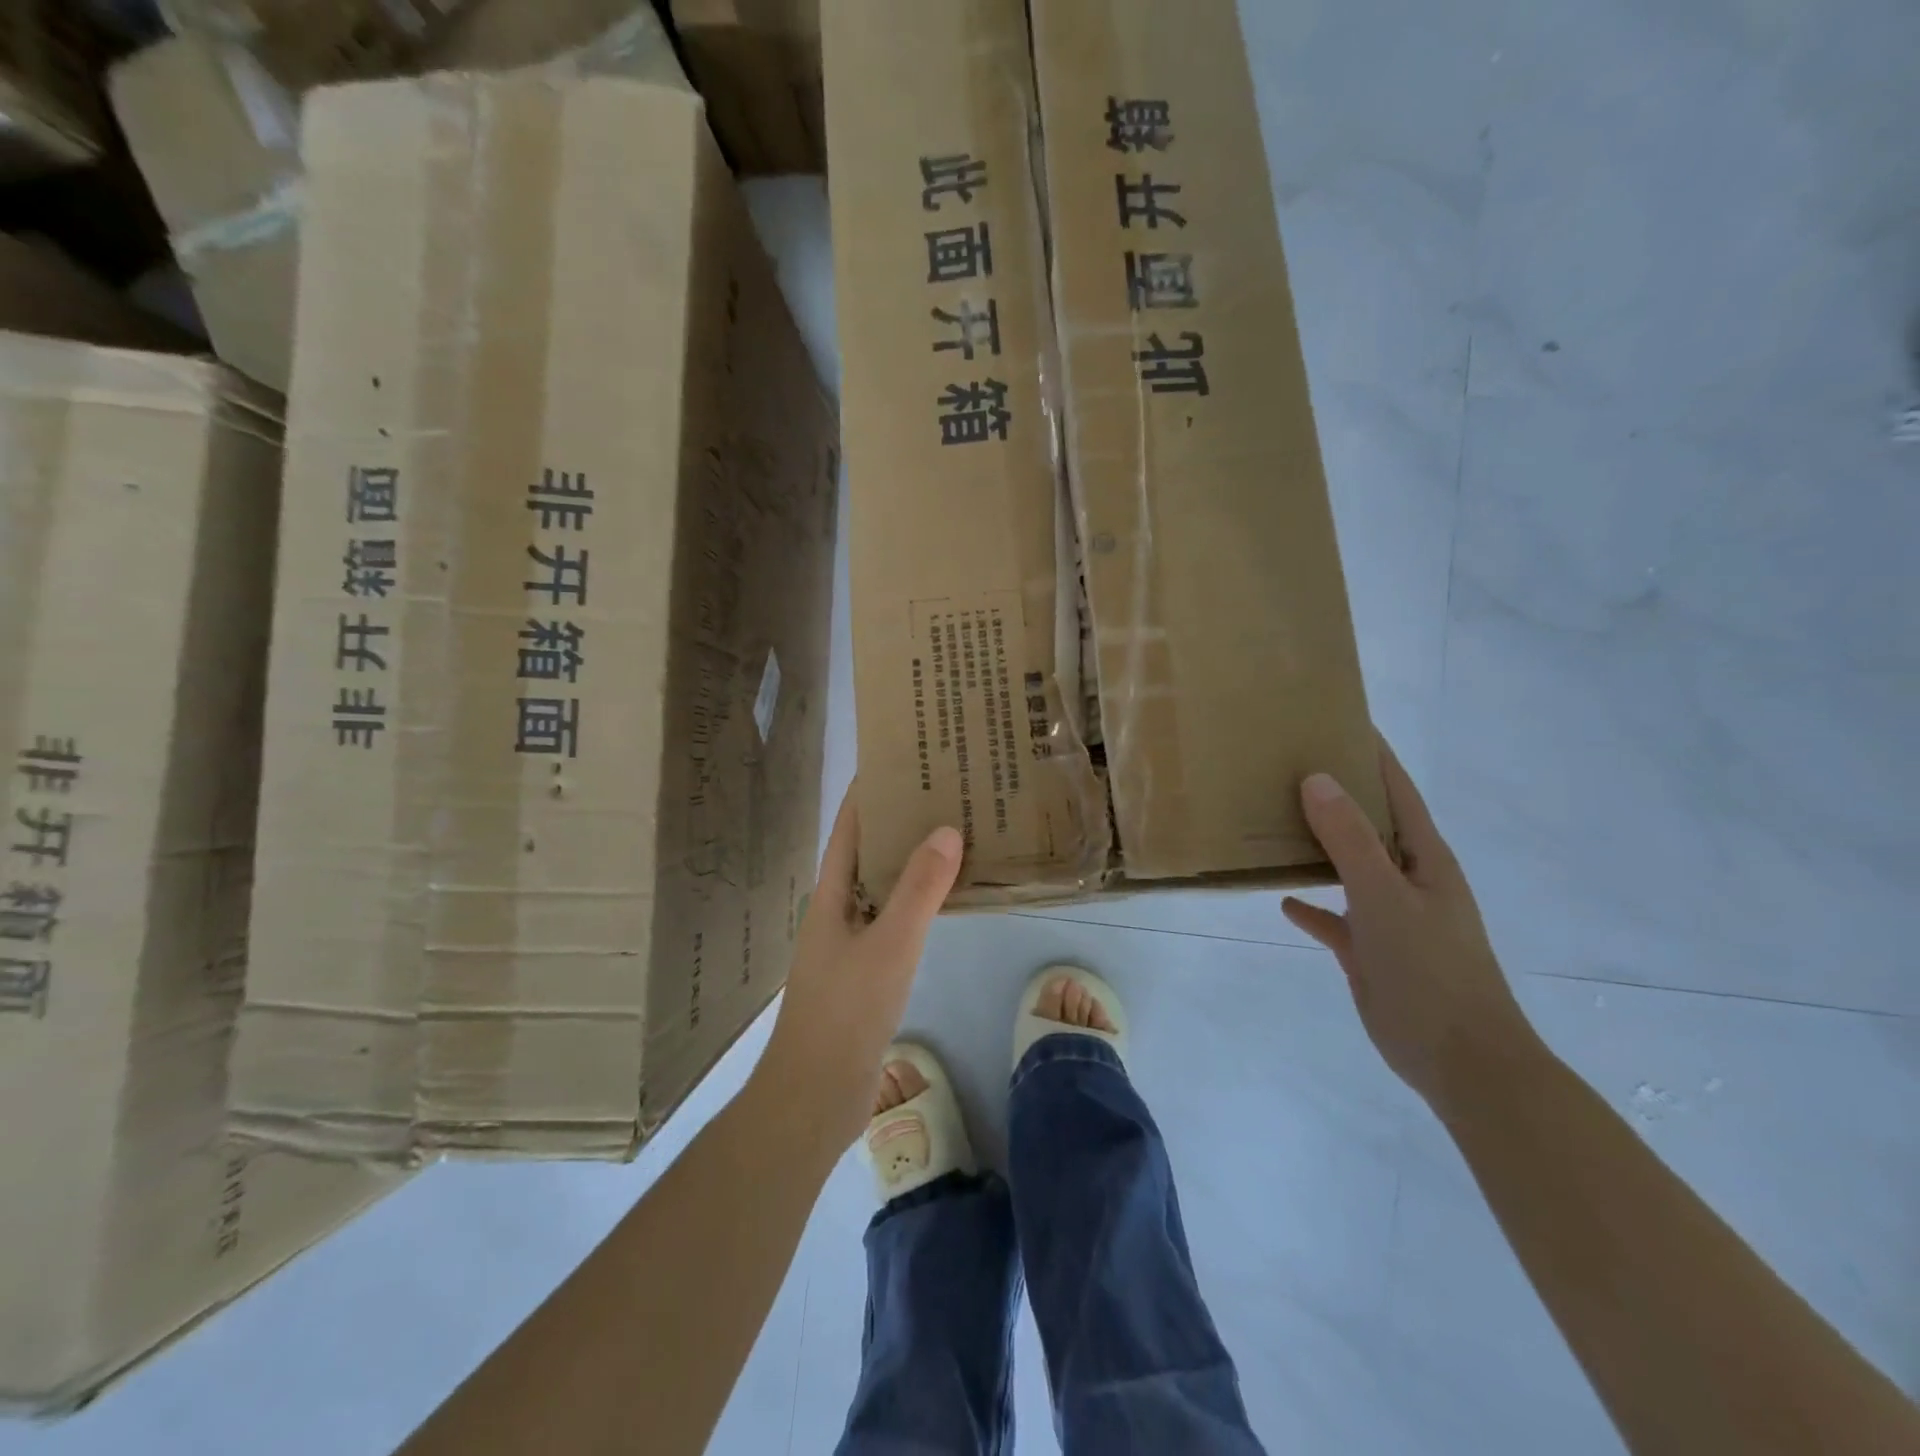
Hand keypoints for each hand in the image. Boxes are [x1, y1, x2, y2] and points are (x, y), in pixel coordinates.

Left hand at [757, 793, 962, 1150]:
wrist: (814, 1097)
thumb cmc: (845, 1013)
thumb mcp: (889, 946)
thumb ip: (918, 890)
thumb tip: (945, 829)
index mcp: (830, 894)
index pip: (850, 827)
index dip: (871, 791)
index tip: (902, 758)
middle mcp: (838, 910)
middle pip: (869, 852)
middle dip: (900, 821)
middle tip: (944, 791)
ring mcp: (851, 942)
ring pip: (885, 887)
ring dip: (913, 861)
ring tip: (955, 833)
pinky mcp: (867, 971)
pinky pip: (896, 920)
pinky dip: (920, 902)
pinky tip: (949, 899)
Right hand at [1283, 740, 1540, 1113]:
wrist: (1461, 1062)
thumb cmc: (1431, 971)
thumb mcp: (1386, 897)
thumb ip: (1351, 839)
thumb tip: (1317, 778)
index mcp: (1423, 857)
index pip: (1396, 789)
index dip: (1371, 753)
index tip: (1335, 718)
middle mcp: (1408, 878)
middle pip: (1368, 822)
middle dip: (1335, 792)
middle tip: (1286, 763)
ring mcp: (1390, 915)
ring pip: (1349, 866)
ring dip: (1318, 844)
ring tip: (1274, 818)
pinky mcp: (1371, 951)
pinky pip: (1336, 918)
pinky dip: (1313, 905)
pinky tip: (1283, 899)